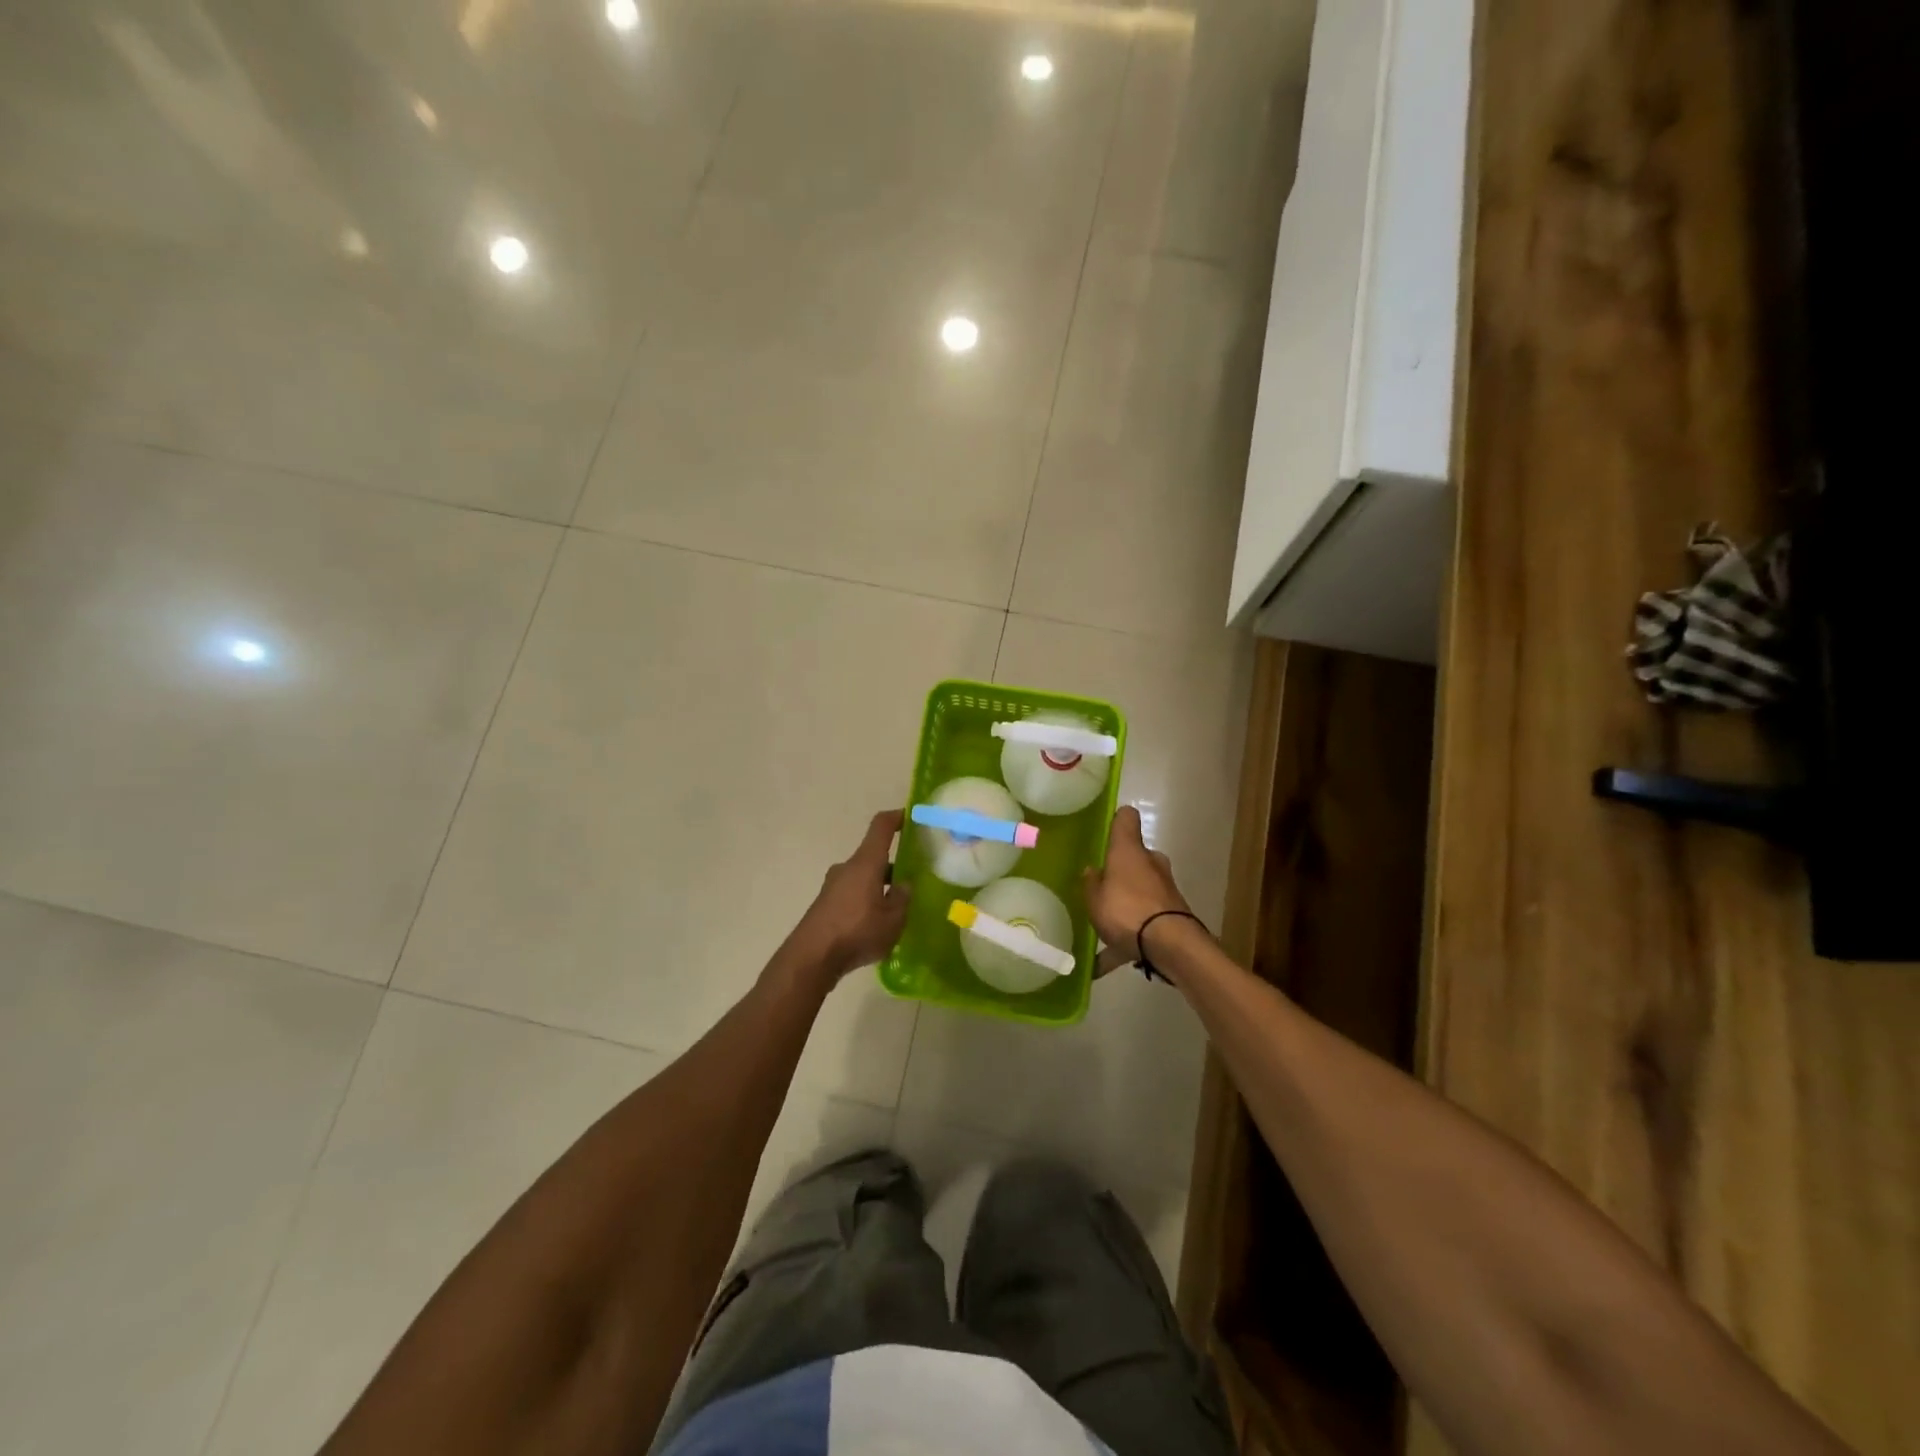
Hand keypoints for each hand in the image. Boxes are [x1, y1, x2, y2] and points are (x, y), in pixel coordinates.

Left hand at [788, 809, 911, 981]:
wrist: (811, 958)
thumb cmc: (857, 931)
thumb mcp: (893, 919)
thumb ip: (903, 898)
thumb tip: (904, 885)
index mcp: (866, 863)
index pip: (881, 827)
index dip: (896, 818)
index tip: (910, 817)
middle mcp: (847, 868)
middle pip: (873, 857)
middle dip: (893, 866)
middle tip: (912, 880)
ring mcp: (833, 886)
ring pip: (863, 878)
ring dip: (879, 887)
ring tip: (897, 910)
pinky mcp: (825, 905)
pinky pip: (852, 895)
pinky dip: (866, 902)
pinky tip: (875, 926)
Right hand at [1083, 805, 1193, 976]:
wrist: (1170, 945)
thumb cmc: (1125, 910)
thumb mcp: (1094, 898)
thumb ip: (1091, 883)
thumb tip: (1093, 870)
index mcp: (1129, 850)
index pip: (1126, 818)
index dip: (1117, 820)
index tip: (1105, 829)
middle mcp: (1150, 863)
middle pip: (1135, 857)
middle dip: (1121, 870)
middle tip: (1101, 886)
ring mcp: (1165, 888)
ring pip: (1141, 888)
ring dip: (1127, 902)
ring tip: (1103, 927)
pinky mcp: (1173, 914)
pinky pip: (1144, 921)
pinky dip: (1129, 937)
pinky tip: (1105, 964)